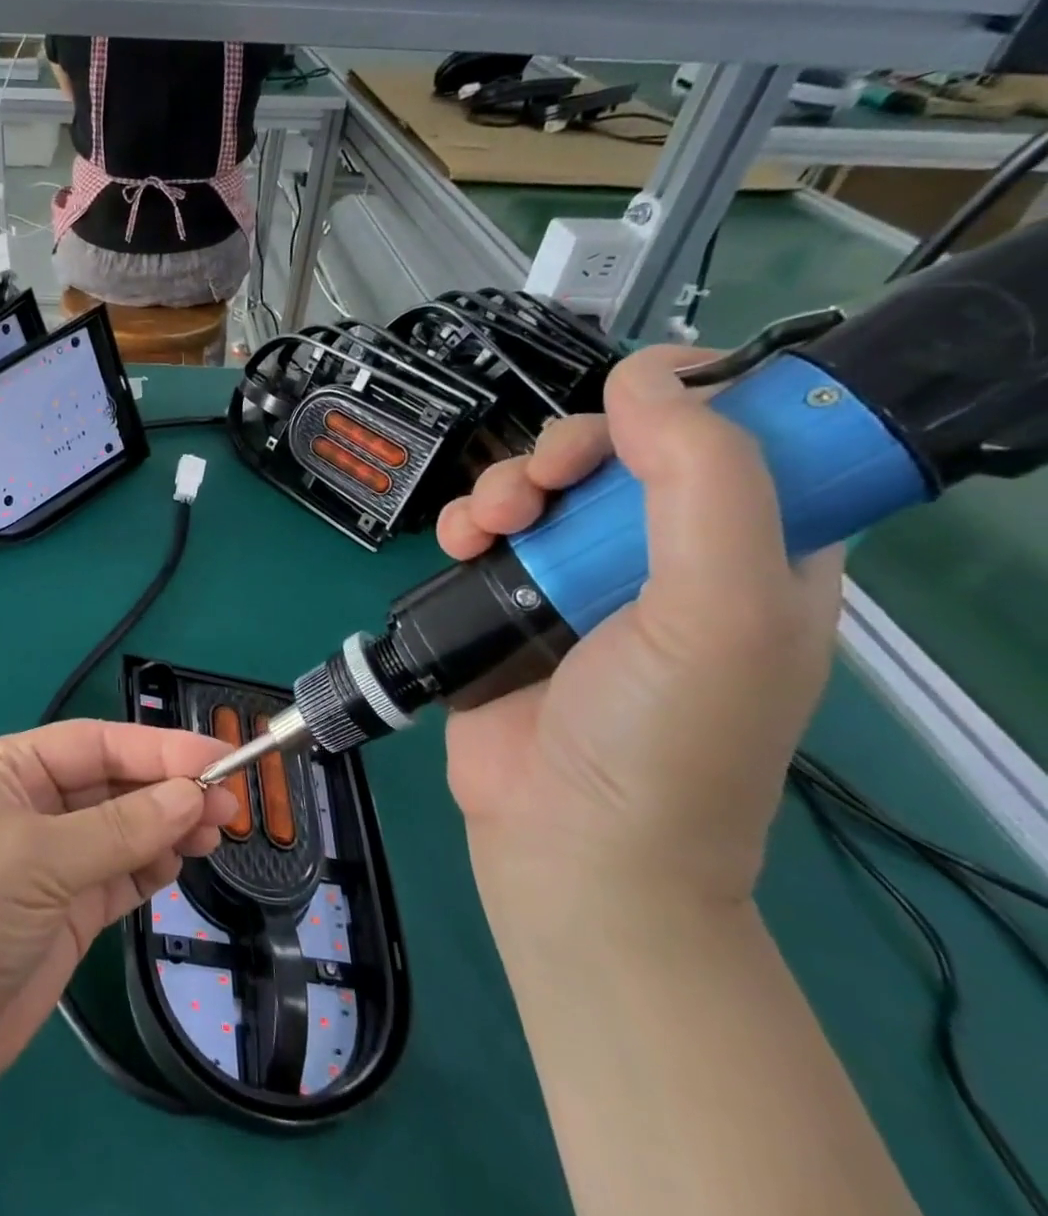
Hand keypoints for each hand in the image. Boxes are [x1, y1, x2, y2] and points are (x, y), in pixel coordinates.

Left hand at [0, 720, 235, 1110]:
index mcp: (10, 769)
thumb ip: (121, 827)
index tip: (218, 757)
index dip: (158, 748)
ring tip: (217, 831)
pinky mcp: (64, 912)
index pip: (96, 744)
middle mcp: (31, 806)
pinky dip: (150, 866)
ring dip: (167, 827)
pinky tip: (181, 861)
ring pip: (122, 830)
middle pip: (113, 785)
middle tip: (228, 803)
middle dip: (168, 789)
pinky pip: (118, 876)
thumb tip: (193, 794)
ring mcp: (49, 862)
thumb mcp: (38, 858)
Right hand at [434, 346, 844, 909]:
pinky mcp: (510, 600)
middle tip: (544, 481)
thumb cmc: (666, 734)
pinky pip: (486, 530)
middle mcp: (666, 557)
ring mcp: (578, 579)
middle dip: (571, 449)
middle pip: (619, 454)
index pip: (737, 439)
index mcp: (755, 552)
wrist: (566, 840)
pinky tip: (459, 542)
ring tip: (488, 523)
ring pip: (541, 486)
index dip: (684, 405)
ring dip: (505, 484)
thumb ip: (705, 481)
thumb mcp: (724, 608)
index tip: (629, 409)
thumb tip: (647, 375)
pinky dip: (466, 522)